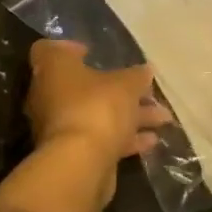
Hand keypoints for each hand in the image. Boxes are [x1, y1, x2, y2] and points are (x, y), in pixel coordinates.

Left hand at [25, 41, 172, 170]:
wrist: (80, 163)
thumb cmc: (97, 107)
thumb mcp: (125, 85)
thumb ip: (136, 77)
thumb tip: (145, 71)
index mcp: (52, 69)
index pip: (49, 50)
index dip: (69, 48)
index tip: (91, 52)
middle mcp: (49, 95)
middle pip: (81, 86)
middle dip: (116, 88)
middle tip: (144, 90)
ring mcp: (59, 126)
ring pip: (95, 114)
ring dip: (128, 115)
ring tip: (162, 117)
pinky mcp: (71, 152)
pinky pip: (99, 138)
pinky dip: (123, 137)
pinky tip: (152, 141)